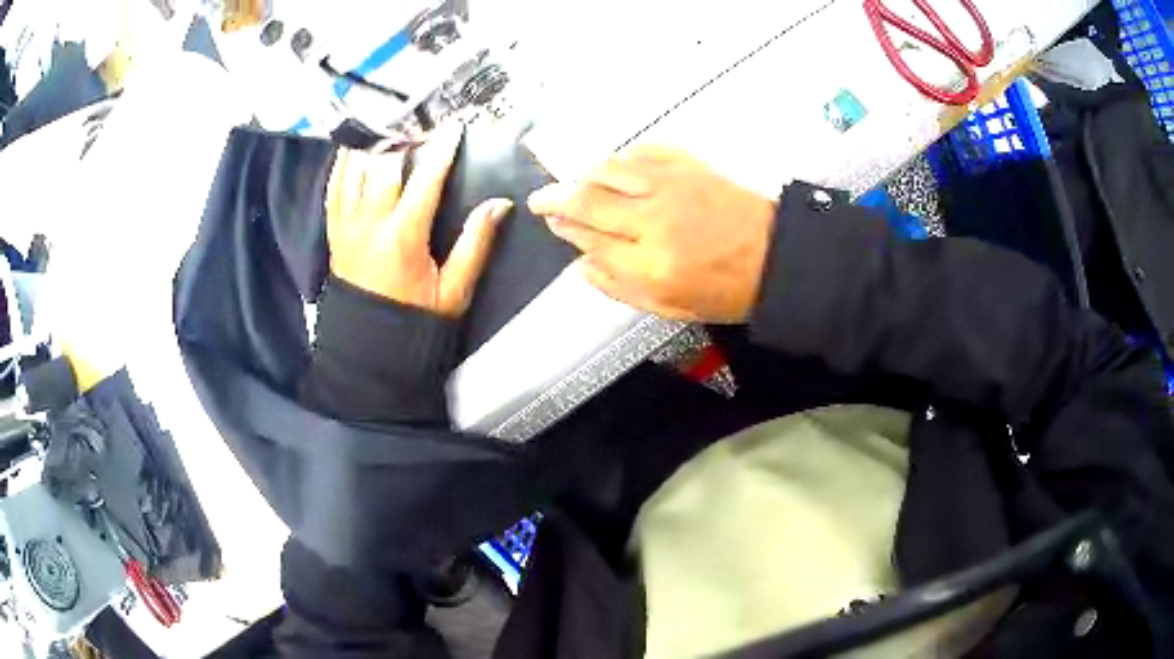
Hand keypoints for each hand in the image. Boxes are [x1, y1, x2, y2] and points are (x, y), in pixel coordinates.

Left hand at [326, 124, 513, 316]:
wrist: (369, 347)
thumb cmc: (414, 319)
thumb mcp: (453, 289)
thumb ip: (475, 244)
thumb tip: (500, 204)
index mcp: (403, 236)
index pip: (426, 179)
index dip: (443, 149)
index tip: (455, 126)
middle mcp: (370, 223)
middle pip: (384, 163)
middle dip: (404, 137)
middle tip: (420, 122)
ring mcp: (346, 225)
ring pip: (354, 169)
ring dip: (372, 143)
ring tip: (389, 125)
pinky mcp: (333, 231)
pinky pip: (333, 187)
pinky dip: (343, 163)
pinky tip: (355, 147)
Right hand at [528, 146, 776, 322]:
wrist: (776, 256)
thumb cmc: (726, 290)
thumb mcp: (670, 308)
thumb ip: (620, 289)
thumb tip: (581, 267)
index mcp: (649, 265)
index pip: (589, 240)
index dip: (565, 230)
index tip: (554, 224)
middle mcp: (652, 221)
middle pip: (587, 200)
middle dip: (555, 198)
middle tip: (541, 198)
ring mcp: (670, 186)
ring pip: (608, 169)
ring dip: (582, 173)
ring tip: (573, 179)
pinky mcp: (688, 165)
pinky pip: (643, 151)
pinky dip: (622, 157)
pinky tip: (617, 166)